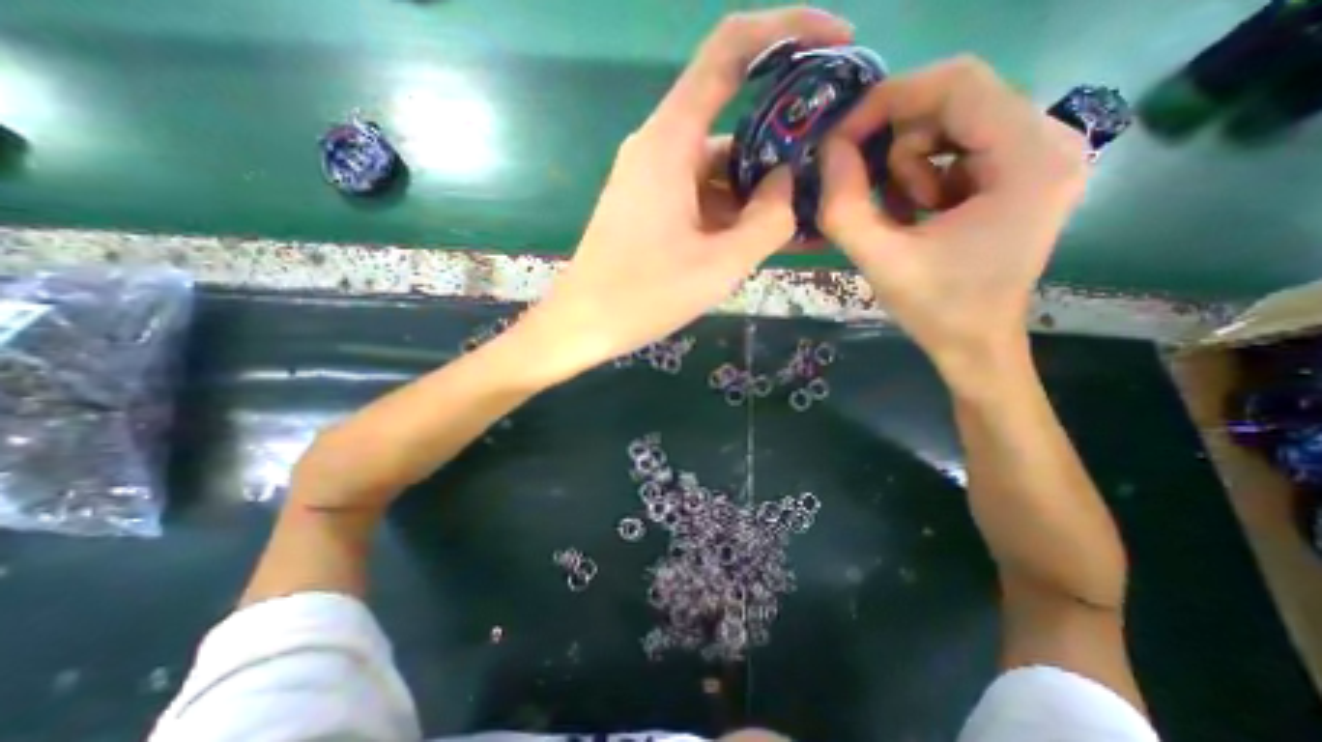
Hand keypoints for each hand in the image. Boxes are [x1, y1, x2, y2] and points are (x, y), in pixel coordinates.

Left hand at [528, 10, 857, 374]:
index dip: (788, 30)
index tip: (837, 42)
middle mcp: (660, 148)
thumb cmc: (644, 296)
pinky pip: (701, 196)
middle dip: (781, 152)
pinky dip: (731, 213)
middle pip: (733, 127)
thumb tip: (786, 184)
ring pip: (719, 170)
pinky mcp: (651, 207)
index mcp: (670, 142)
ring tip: (799, 225)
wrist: (583, 324)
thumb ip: (767, 221)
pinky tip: (758, 240)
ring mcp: (653, 179)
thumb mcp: (719, 264)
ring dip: (757, 194)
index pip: (730, 51)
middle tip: (823, 182)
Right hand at [823, 54, 1088, 379]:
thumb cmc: (935, 308)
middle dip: (896, 139)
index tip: (842, 138)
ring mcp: (1041, 154)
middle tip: (866, 185)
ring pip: (953, 123)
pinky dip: (925, 175)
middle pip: (956, 99)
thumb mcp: (879, 260)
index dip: (888, 100)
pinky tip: (920, 214)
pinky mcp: (1023, 171)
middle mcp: (1050, 140)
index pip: (957, 84)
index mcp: (1029, 159)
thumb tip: (828, 150)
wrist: (975, 343)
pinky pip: (959, 147)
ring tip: (904, 215)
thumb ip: (844, 206)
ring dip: (910, 166)